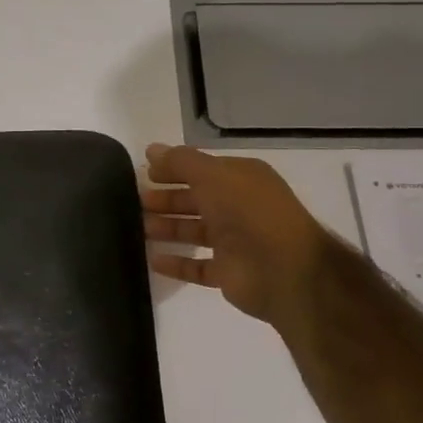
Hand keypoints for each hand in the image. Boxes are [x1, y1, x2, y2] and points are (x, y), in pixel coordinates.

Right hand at [142, 144, 329, 332]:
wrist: (285, 270)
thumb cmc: (248, 212)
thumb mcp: (212, 175)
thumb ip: (180, 161)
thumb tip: (151, 149)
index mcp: (241, 179)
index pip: (201, 169)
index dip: (173, 169)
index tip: (144, 174)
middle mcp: (239, 207)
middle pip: (195, 200)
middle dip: (166, 200)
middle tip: (137, 202)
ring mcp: (235, 242)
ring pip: (194, 231)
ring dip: (168, 228)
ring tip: (139, 229)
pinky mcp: (229, 273)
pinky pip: (197, 267)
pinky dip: (177, 263)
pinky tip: (153, 260)